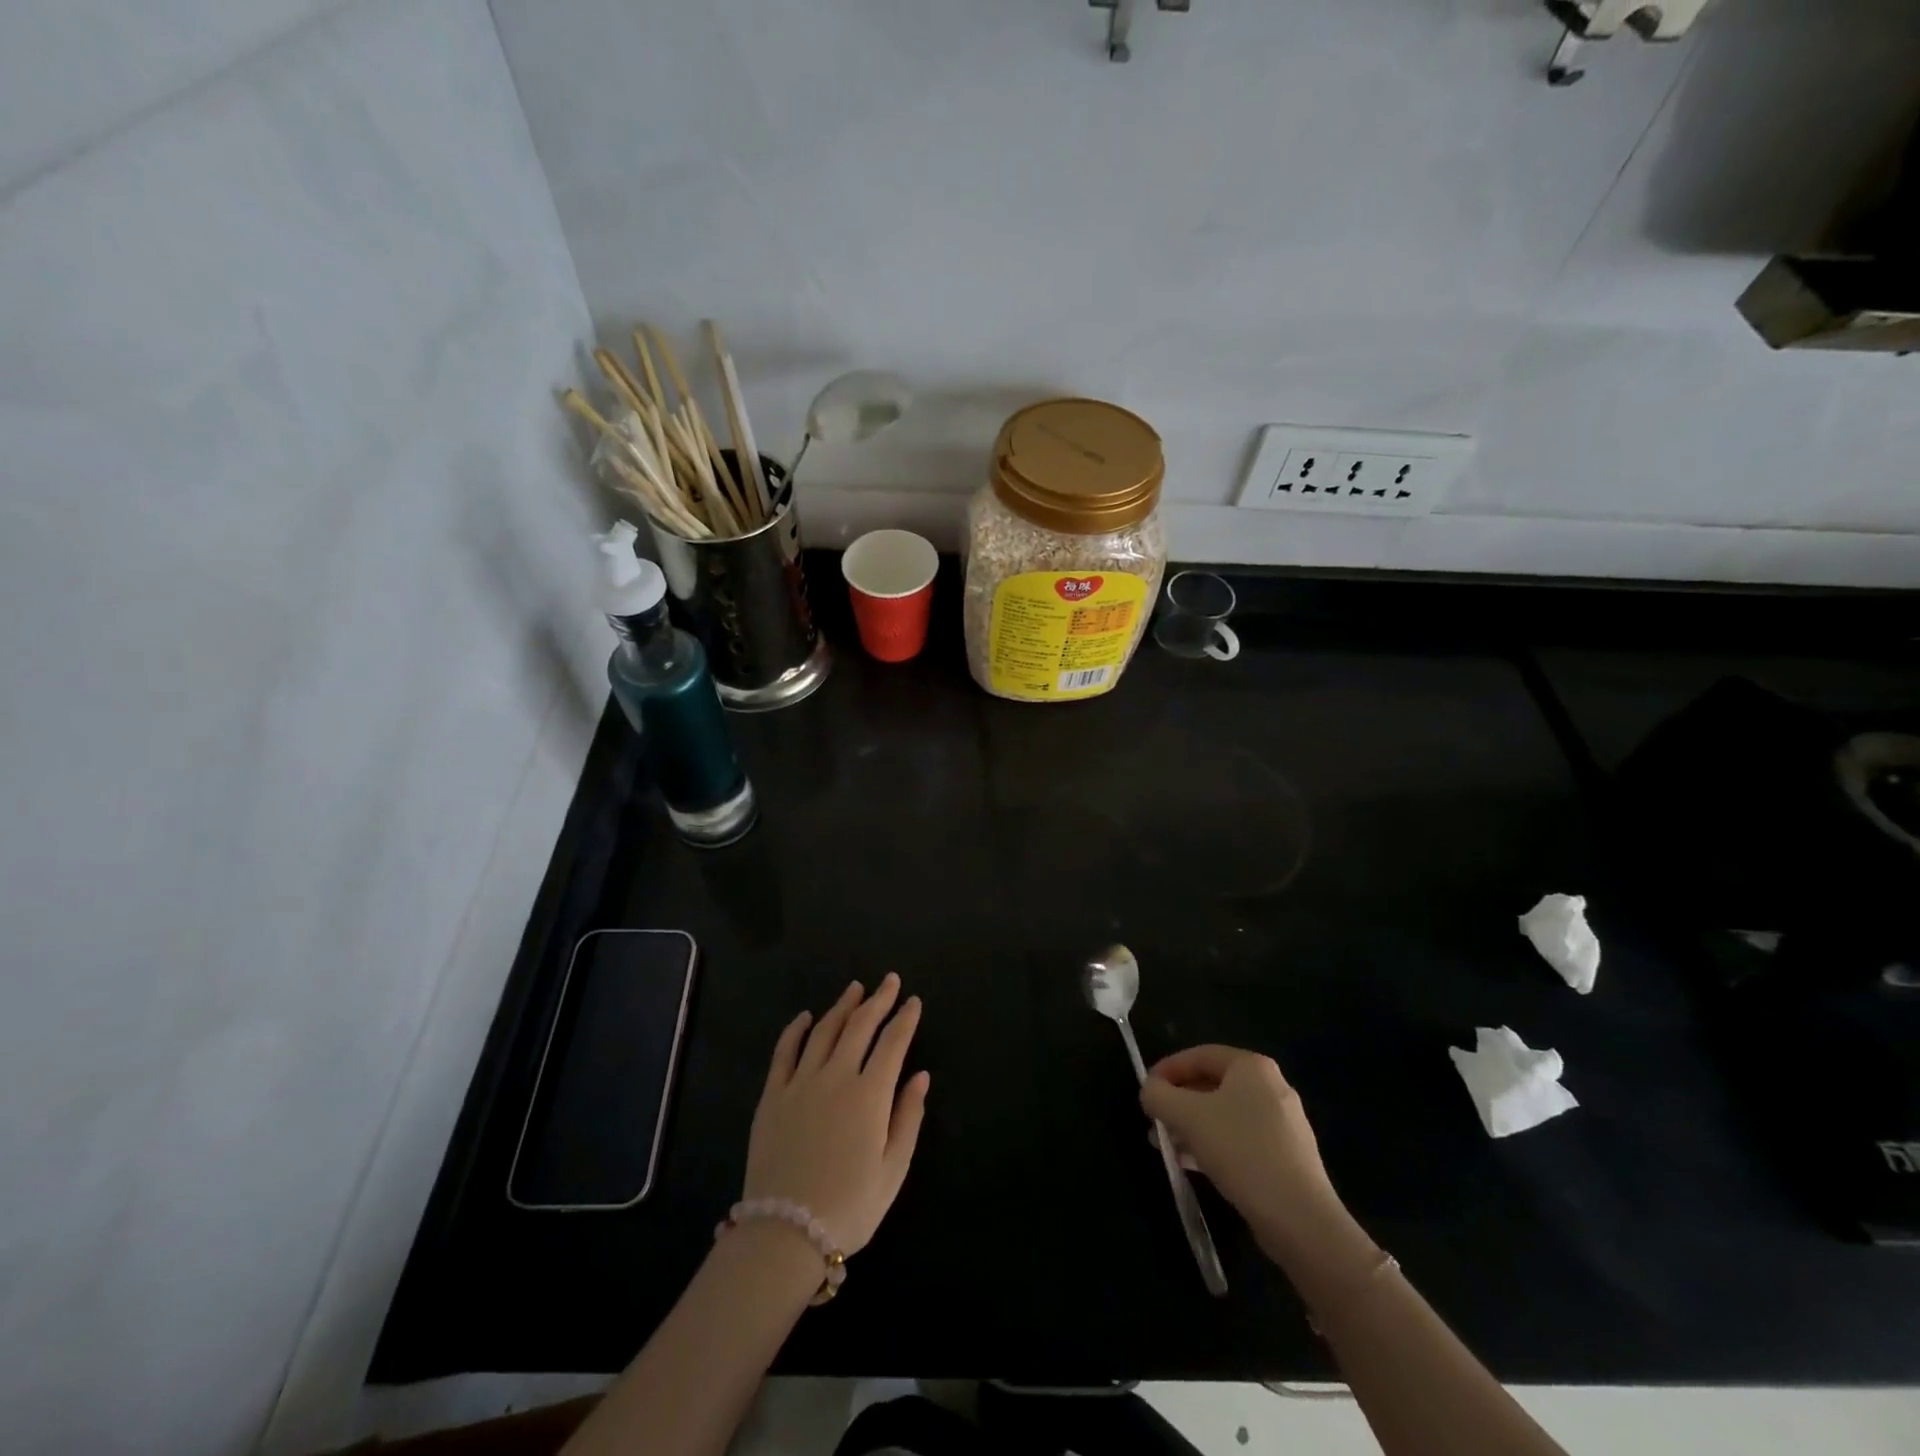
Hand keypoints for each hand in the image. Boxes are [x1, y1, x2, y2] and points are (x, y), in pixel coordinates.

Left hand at [743, 974, 928, 1255]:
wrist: (785, 1233)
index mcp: (870, 1094)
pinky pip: (784, 1051)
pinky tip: (805, 1017)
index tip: (913, 1001)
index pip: (892, 1043)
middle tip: (890, 981)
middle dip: (878, 999)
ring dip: (842, 1006)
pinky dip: (795, 1029)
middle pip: (860, 1026)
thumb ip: (909, 1117)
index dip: (905, 1019)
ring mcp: (800, 1082)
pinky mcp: (772, 1095)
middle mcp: (836, 1076)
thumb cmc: (850, 1205)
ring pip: (824, 1030)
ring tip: (855, 989)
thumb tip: (921, 1075)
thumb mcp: (893, 1169)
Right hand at [1141, 1045, 1348, 1263]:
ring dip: (1192, 1126)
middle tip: (1155, 1121)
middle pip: (1212, 1085)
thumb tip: (1150, 1091)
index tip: (1146, 1091)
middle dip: (1178, 1103)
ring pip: (1225, 1115)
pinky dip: (1214, 1145)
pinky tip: (1194, 1165)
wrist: (1300, 1218)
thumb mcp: (1186, 1116)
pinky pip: (1241, 1140)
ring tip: (1168, 1146)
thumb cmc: (1241, 1151)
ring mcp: (1283, 1123)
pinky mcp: (1287, 1157)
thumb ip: (1158, 1095)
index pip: (1199, 1055)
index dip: (1167, 1069)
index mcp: (1252, 1066)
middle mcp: (1271, 1087)